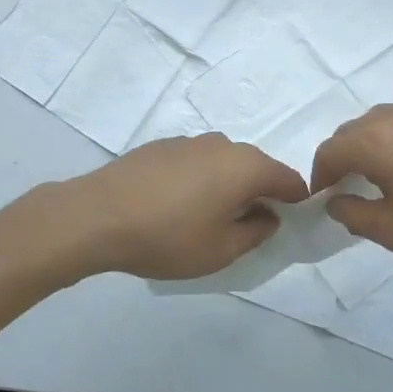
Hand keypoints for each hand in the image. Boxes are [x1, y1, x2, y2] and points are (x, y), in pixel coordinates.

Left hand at [49, 134, 310, 280]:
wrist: (97, 216)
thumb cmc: (167, 237)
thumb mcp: (220, 250)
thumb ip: (255, 232)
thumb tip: (269, 215)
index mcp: (245, 166)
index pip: (287, 178)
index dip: (295, 200)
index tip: (291, 221)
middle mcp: (222, 144)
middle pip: (255, 166)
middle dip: (260, 191)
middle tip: (250, 224)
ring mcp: (188, 141)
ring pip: (223, 162)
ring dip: (227, 184)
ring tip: (210, 216)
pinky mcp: (160, 146)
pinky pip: (195, 161)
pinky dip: (199, 179)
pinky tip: (178, 204)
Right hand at [310, 79, 392, 275]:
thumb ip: (355, 215)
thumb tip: (337, 201)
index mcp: (375, 146)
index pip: (331, 151)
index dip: (320, 175)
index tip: (322, 198)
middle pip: (354, 129)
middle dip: (342, 154)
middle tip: (346, 185)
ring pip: (385, 113)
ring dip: (369, 133)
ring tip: (373, 160)